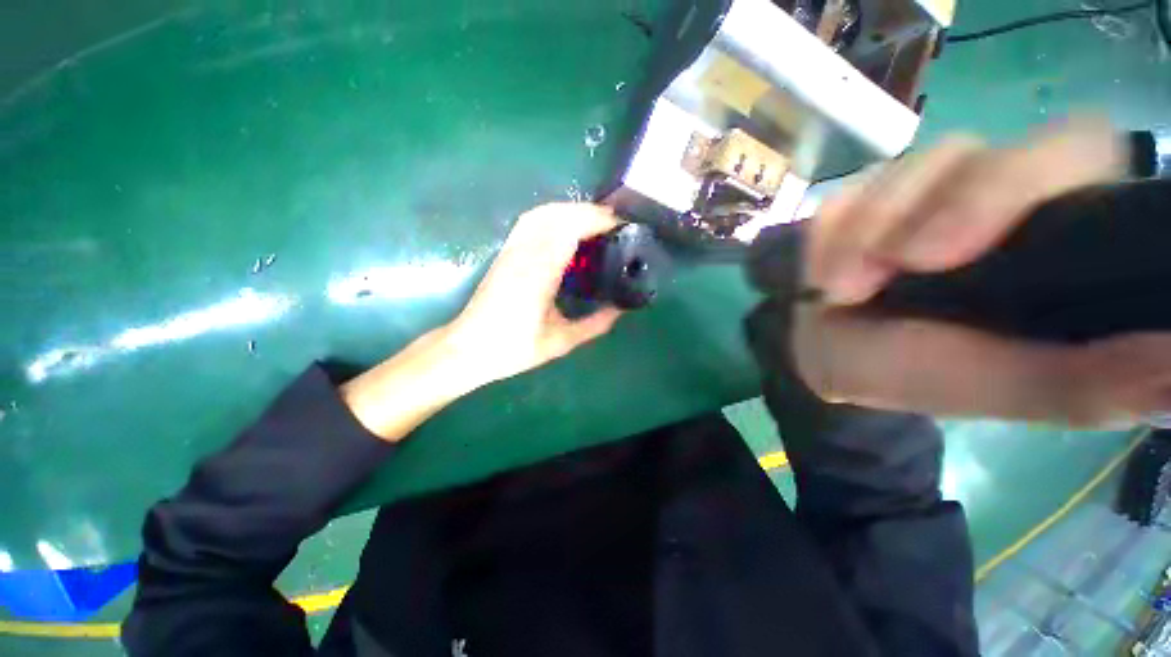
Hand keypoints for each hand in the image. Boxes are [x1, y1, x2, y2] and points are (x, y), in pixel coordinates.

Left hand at [448, 202, 622, 384]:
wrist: (468, 348)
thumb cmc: (513, 347)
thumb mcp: (560, 342)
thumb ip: (594, 325)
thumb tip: (619, 310)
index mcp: (540, 272)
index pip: (571, 229)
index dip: (598, 220)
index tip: (621, 226)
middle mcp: (524, 253)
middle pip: (559, 214)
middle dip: (590, 212)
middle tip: (614, 225)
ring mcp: (512, 250)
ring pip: (543, 213)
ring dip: (571, 210)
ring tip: (594, 223)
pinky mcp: (505, 253)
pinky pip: (530, 221)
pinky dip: (553, 215)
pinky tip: (564, 227)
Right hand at [794, 118, 1170, 425]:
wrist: (828, 355)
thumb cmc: (915, 373)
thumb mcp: (1004, 389)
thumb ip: (1091, 381)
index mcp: (1051, 231)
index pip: (1075, 148)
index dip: (1031, 176)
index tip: (968, 249)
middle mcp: (992, 193)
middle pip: (983, 149)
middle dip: (942, 205)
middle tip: (898, 266)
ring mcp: (919, 190)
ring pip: (908, 168)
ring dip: (868, 231)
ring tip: (842, 290)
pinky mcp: (859, 198)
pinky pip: (847, 194)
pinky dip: (830, 235)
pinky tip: (822, 274)